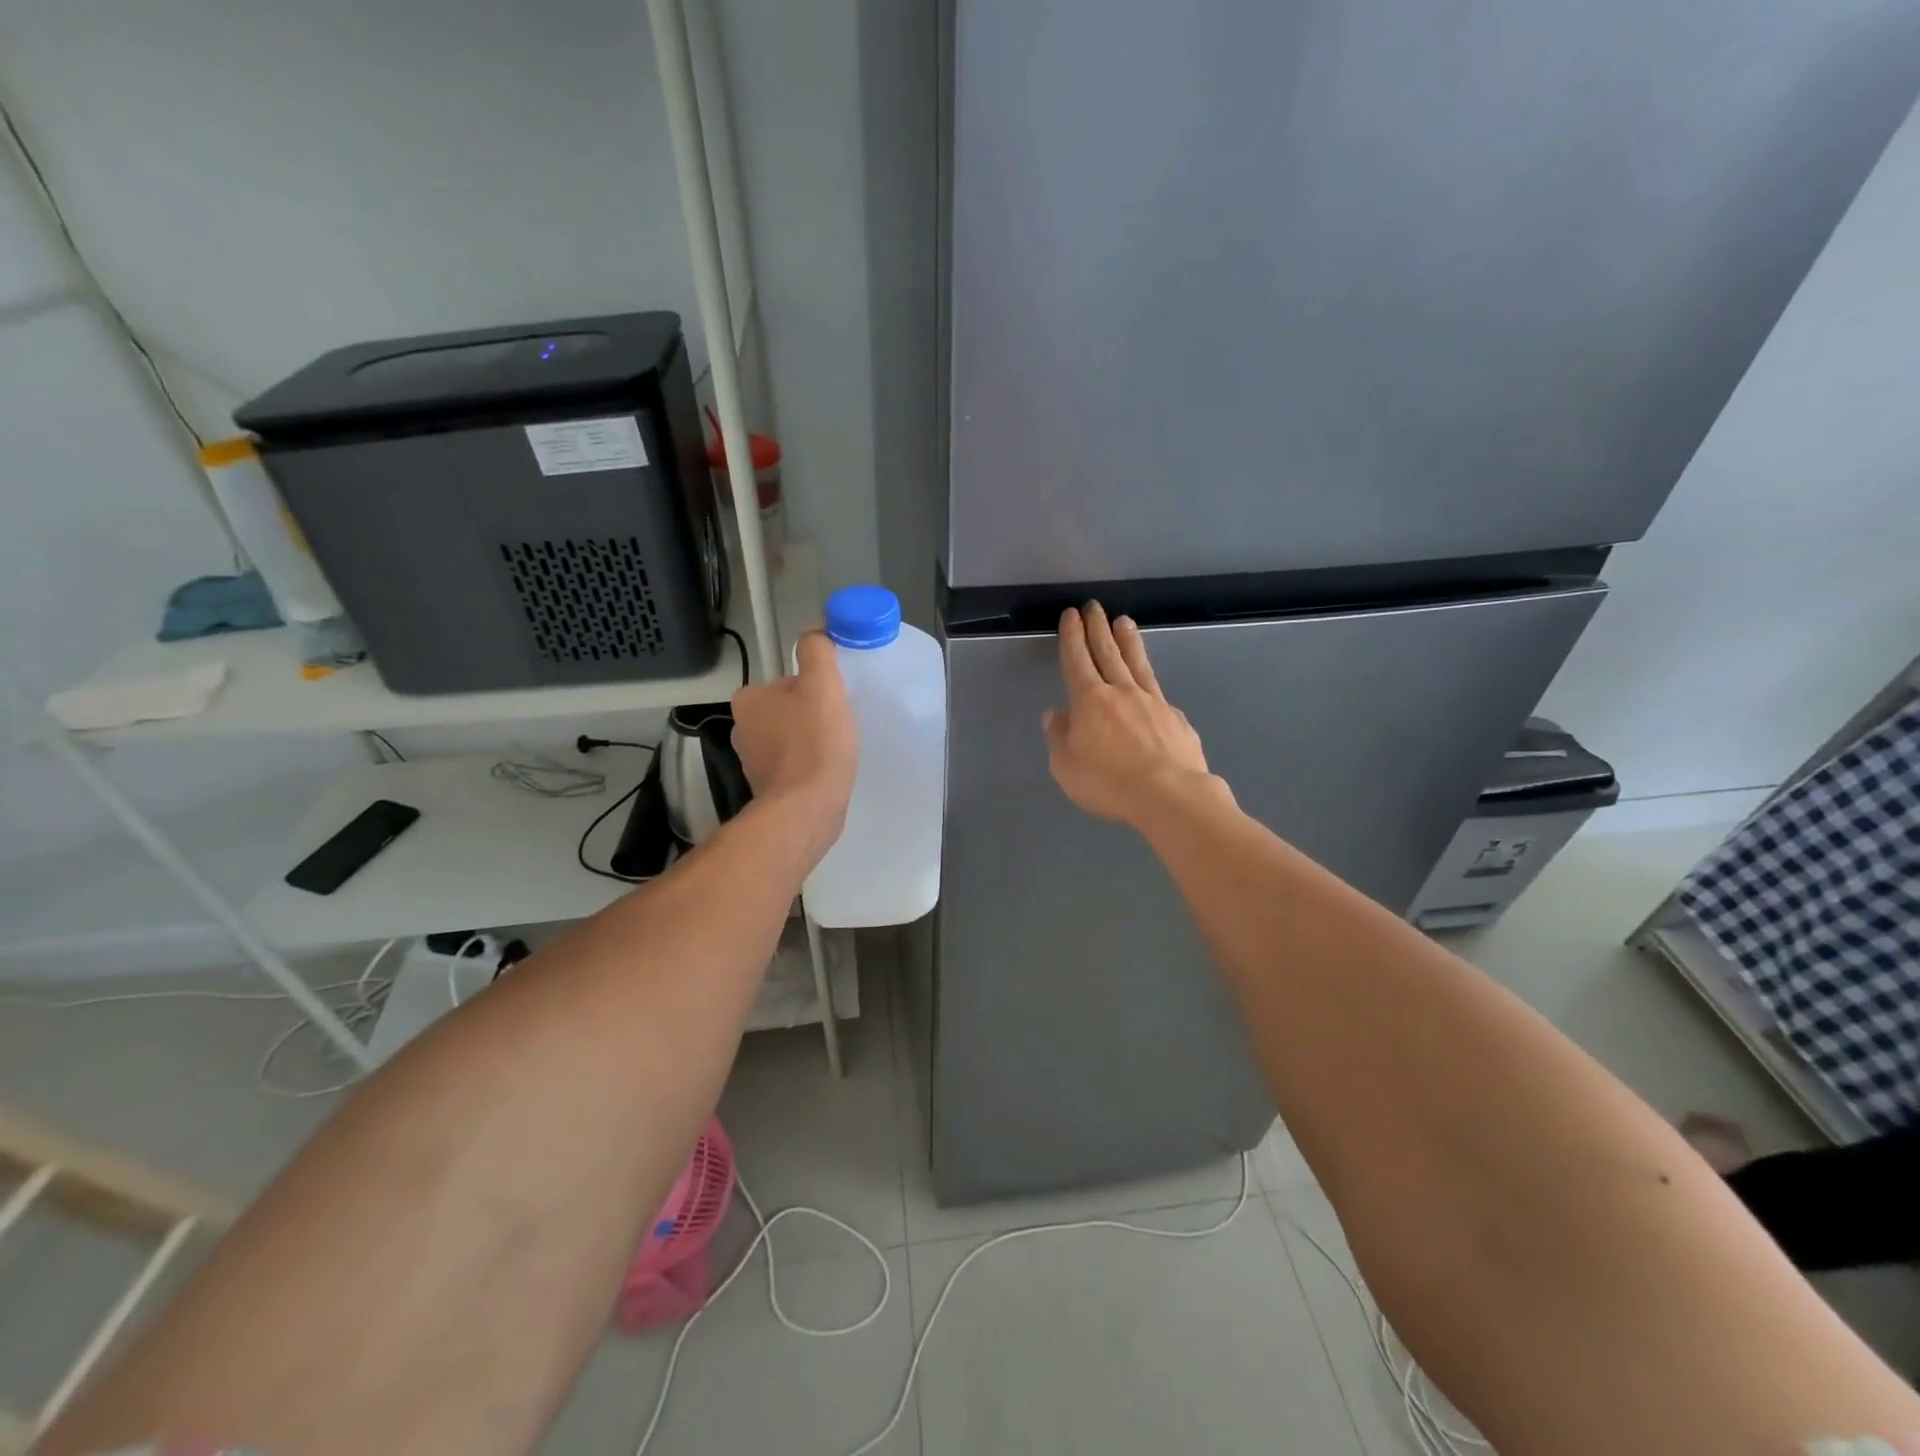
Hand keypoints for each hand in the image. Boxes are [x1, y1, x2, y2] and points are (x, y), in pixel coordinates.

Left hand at [731, 632, 858, 858]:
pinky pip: (792, 766)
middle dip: (811, 716)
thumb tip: (814, 633)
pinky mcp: (767, 788)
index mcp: (748, 700)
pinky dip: (808, 766)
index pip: (787, 682)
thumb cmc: (815, 742)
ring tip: (835, 751)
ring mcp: (752, 762)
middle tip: (838, 726)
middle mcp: (742, 729)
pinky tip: (826, 772)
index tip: (833, 703)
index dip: (814, 689)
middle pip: (788, 710)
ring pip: (790, 738)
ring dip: (811, 741)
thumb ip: (816, 652)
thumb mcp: (822, 684)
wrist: (808, 808)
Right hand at [1043, 603, 1218, 826]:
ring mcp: (1154, 703)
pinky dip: (1150, 686)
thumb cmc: (1109, 782)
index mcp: (1090, 700)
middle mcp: (1122, 692)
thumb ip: (1059, 737)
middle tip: (1094, 606)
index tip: (1071, 615)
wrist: (1170, 795)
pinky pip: (1159, 696)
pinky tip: (1151, 689)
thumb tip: (1056, 715)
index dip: (1072, 636)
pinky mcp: (1177, 719)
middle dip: (1098, 628)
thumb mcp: (1066, 766)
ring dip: (1129, 641)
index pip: (1077, 660)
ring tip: (1124, 622)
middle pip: (1108, 652)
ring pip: (1137, 664)